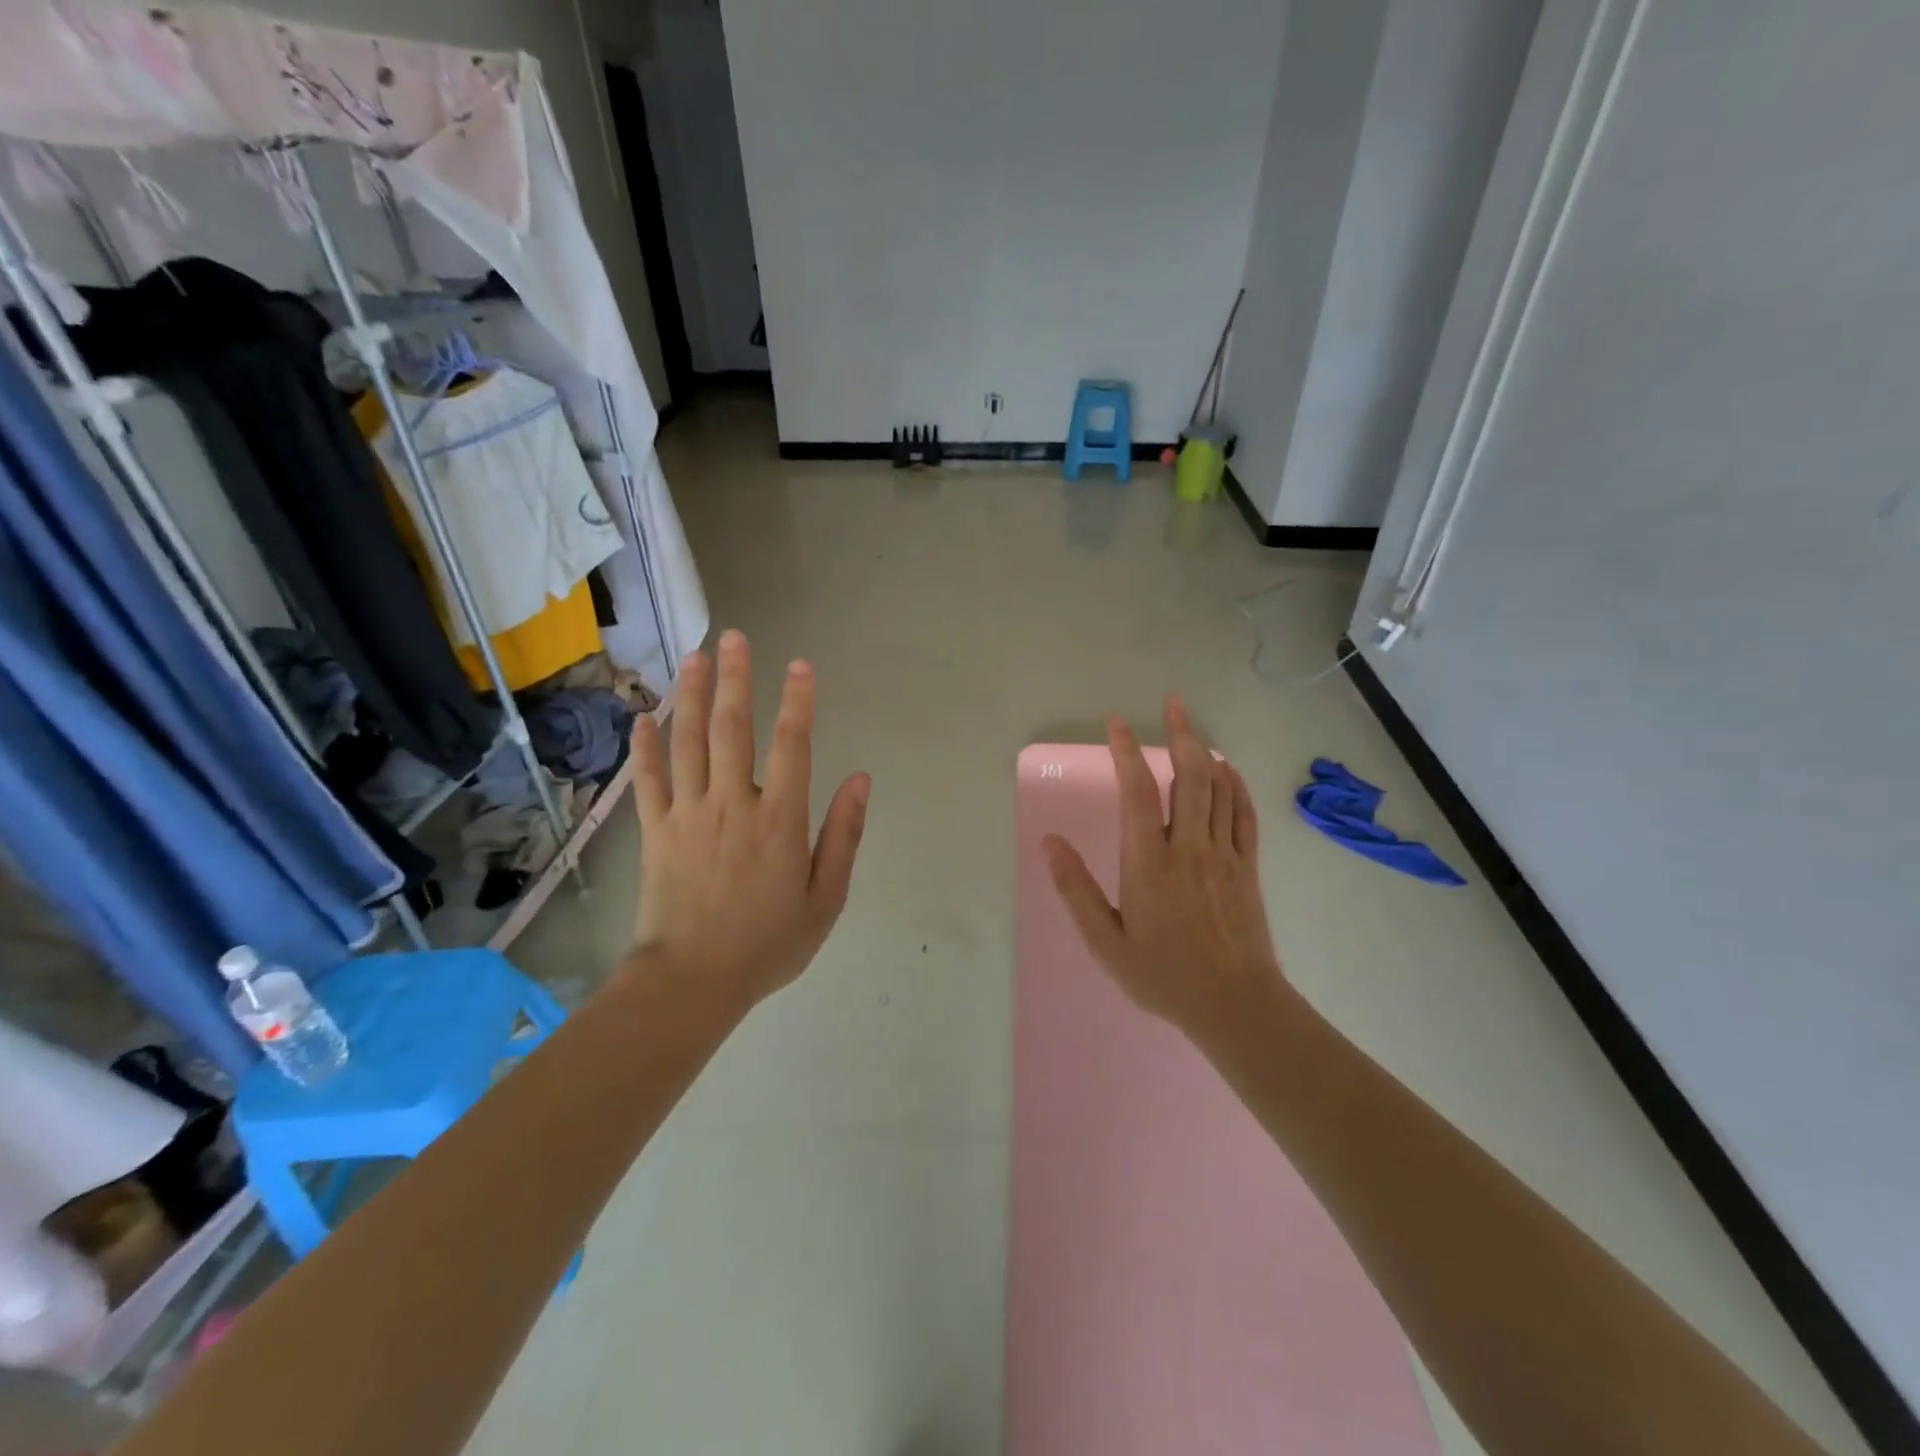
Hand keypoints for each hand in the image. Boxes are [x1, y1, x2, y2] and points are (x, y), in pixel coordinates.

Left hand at [627, 630, 870, 1008]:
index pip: (791, 746)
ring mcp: (688, 813)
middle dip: (736, 679)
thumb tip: (860, 780)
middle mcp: (733, 804)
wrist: (692, 982)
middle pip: (733, 729)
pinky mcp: (655, 830)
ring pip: (689, 742)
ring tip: (694, 657)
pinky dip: (646, 746)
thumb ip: (843, 835)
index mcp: (779, 820)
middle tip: (733, 637)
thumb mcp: (826, 898)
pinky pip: (649, 779)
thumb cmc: (768, 943)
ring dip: (693, 696)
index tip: (799, 665)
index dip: (797, 701)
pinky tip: (645, 716)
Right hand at [1043, 696, 1285, 1045]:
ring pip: (1218, 788)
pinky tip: (1227, 769)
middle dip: (1180, 733)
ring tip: (1192, 725)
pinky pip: (1243, 814)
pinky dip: (1235, 785)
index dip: (1126, 752)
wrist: (1236, 1006)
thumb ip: (1075, 890)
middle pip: (1188, 776)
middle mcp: (1188, 847)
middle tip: (1172, 702)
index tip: (1117, 724)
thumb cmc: (1163, 976)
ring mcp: (1224, 855)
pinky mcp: (1248, 867)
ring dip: (1206, 751)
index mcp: (1148, 863)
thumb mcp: (1105, 943)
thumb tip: (1049, 843)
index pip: (1137, 792)